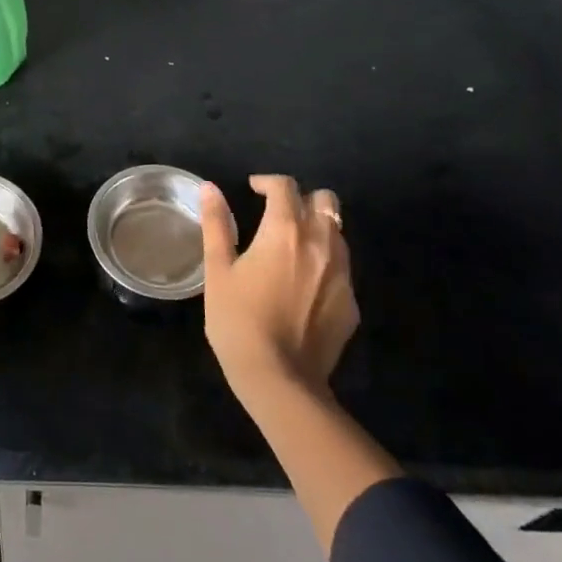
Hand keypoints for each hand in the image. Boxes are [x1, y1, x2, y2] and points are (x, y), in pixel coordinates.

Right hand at [200, 175, 358, 408]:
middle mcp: (320, 243)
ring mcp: (342, 273)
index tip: (253, 189)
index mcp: (284, 230)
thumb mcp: (218, 270)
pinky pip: (341, 267)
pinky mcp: (351, 302)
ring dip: (317, 228)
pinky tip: (304, 285)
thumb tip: (210, 188)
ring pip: (338, 232)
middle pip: (324, 200)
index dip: (267, 182)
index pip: (284, 187)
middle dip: (302, 198)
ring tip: (292, 247)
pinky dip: (325, 262)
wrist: (280, 380)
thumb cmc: (238, 320)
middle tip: (278, 214)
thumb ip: (216, 224)